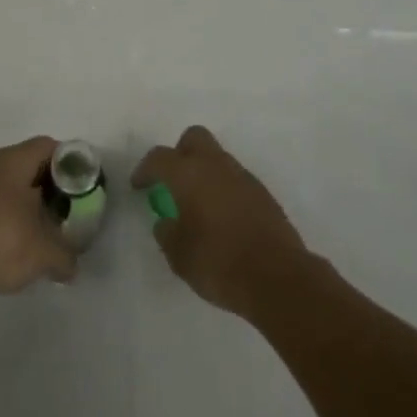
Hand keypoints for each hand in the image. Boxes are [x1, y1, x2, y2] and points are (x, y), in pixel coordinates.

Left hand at [0, 137, 76, 299]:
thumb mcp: (43, 254)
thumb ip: (65, 257)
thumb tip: (72, 267)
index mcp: (13, 162)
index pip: (47, 146)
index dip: (67, 162)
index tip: (79, 186)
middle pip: (26, 164)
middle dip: (46, 185)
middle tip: (62, 209)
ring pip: (4, 185)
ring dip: (22, 203)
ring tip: (37, 230)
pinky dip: (1, 217)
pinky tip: (8, 244)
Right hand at [131, 125, 310, 318]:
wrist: (277, 278)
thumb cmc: (218, 263)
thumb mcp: (179, 255)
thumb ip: (167, 232)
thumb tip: (167, 222)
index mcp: (189, 174)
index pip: (159, 158)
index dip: (145, 169)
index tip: (139, 186)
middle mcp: (216, 166)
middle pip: (194, 138)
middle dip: (179, 153)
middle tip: (172, 181)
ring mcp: (243, 177)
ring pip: (218, 158)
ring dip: (204, 172)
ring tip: (197, 204)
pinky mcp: (263, 194)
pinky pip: (235, 180)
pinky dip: (224, 189)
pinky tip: (222, 218)